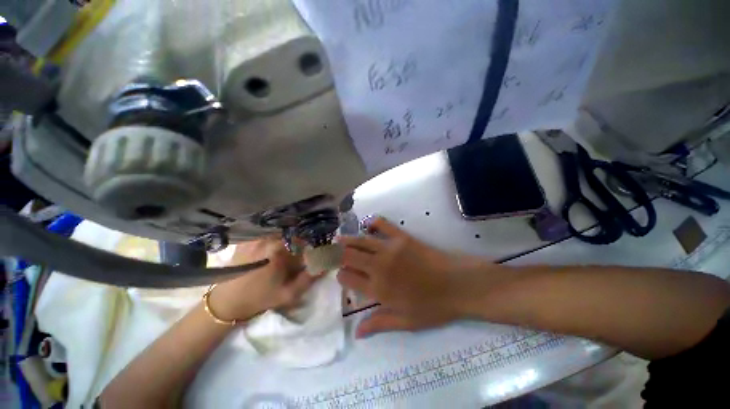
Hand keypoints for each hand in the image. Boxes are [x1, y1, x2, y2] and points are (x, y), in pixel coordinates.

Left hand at [209, 237, 317, 321]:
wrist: (226, 302)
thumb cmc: (259, 298)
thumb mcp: (288, 294)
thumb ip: (309, 278)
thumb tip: (325, 265)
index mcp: (278, 250)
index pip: (304, 241)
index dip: (310, 248)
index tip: (311, 255)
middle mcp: (267, 239)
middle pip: (292, 235)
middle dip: (299, 243)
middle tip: (299, 256)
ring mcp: (256, 238)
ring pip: (281, 233)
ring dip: (288, 241)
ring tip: (286, 254)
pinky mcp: (248, 240)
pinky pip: (268, 234)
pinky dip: (275, 239)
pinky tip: (273, 250)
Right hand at [337, 218, 505, 337]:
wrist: (459, 285)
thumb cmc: (433, 307)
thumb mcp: (406, 322)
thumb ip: (379, 323)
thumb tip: (357, 332)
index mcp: (378, 289)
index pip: (349, 279)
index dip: (341, 276)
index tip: (340, 275)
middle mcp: (379, 267)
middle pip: (351, 257)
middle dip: (338, 254)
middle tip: (331, 252)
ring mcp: (390, 250)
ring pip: (362, 241)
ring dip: (348, 239)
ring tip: (338, 238)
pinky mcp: (403, 238)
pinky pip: (385, 226)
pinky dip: (375, 223)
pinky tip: (368, 223)